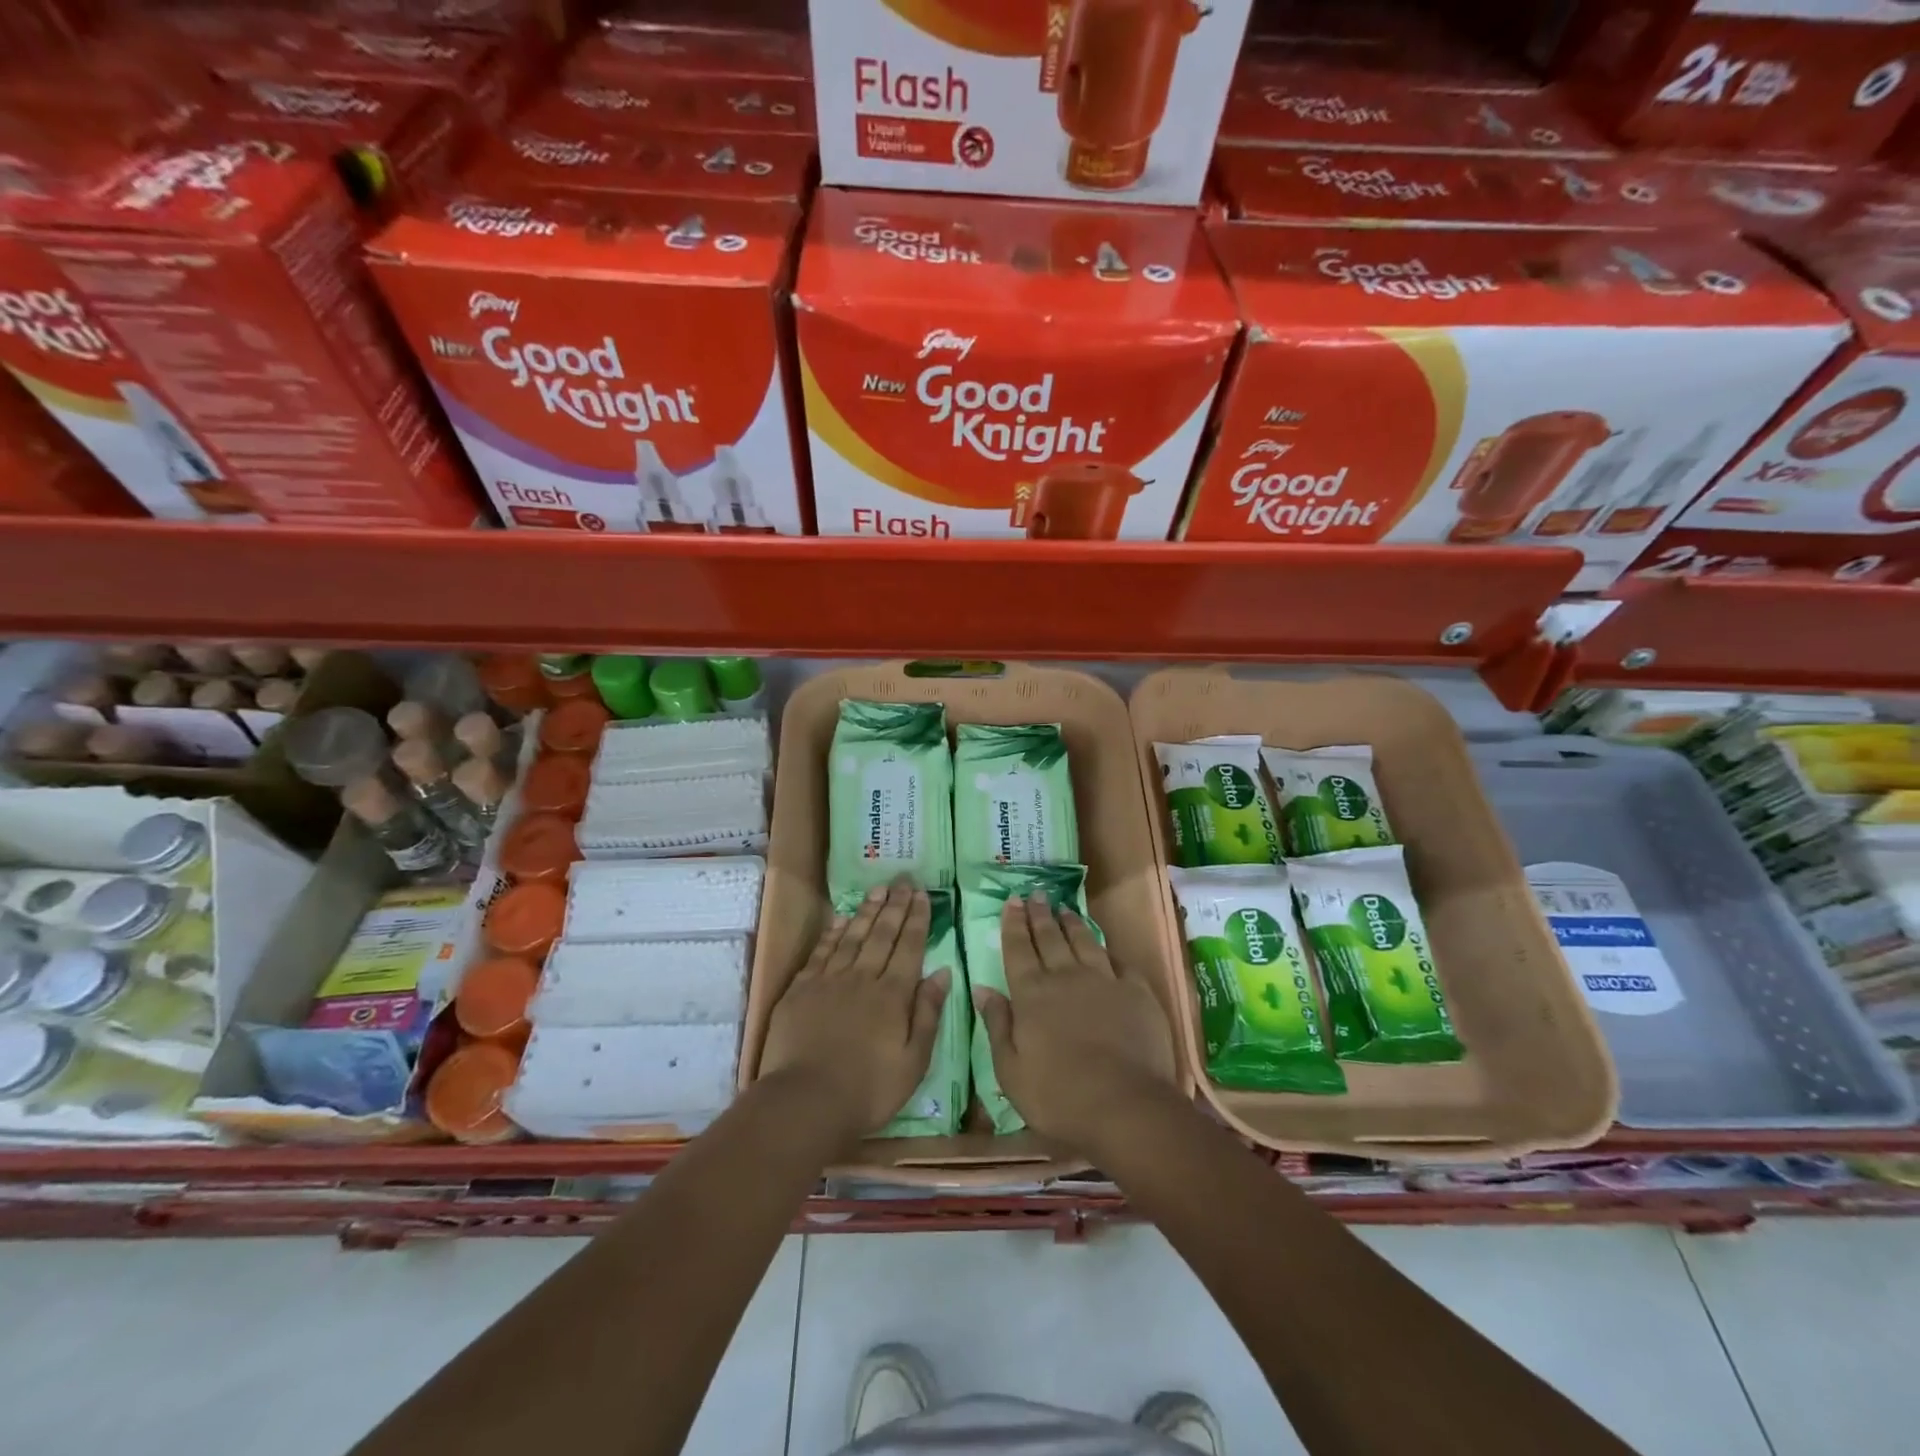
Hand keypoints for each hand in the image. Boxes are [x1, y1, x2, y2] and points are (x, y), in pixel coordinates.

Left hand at [759, 880, 949, 1146]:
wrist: (806, 1101)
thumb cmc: (869, 1090)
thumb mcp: (914, 1061)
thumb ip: (928, 1013)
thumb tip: (942, 972)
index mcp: (893, 995)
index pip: (909, 947)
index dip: (917, 919)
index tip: (922, 894)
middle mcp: (863, 978)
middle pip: (882, 934)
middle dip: (895, 905)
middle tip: (903, 880)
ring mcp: (830, 980)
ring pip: (853, 936)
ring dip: (867, 911)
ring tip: (878, 890)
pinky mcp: (802, 989)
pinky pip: (822, 951)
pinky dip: (834, 932)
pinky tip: (842, 919)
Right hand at [974, 894, 1178, 1156]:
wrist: (1125, 1105)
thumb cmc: (1058, 1096)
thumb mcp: (1010, 1070)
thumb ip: (997, 1025)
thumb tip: (982, 988)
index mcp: (1032, 994)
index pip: (1018, 949)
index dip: (1014, 924)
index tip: (1012, 901)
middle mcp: (1066, 977)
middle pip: (1050, 937)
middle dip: (1040, 914)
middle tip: (1035, 894)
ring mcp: (1104, 980)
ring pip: (1084, 941)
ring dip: (1072, 923)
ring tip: (1064, 908)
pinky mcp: (1136, 991)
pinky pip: (1119, 961)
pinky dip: (1108, 950)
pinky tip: (1105, 946)